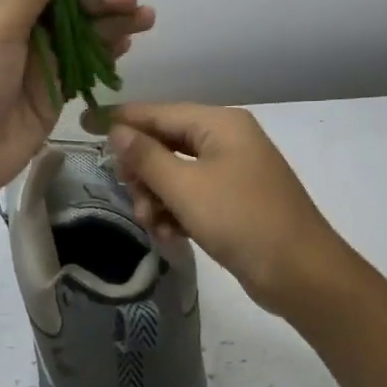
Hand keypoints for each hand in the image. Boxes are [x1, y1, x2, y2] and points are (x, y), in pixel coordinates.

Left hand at [0, 0, 154, 213]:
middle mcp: (18, 30)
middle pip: (67, 5)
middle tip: (131, 2)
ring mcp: (38, 63)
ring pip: (81, 34)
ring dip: (112, 23)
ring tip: (144, 18)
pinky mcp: (53, 93)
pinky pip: (83, 66)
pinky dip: (105, 53)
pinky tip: (127, 45)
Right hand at [94, 103, 354, 317]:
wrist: (301, 273)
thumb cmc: (242, 220)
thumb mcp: (186, 188)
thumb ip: (147, 157)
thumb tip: (117, 131)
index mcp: (220, 124)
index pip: (159, 112)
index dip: (121, 119)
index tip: (84, 123)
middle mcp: (227, 140)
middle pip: (166, 144)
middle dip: (144, 173)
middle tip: (132, 196)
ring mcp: (233, 171)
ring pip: (176, 174)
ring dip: (158, 198)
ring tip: (154, 225)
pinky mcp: (235, 201)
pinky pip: (193, 196)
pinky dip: (178, 212)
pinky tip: (172, 236)